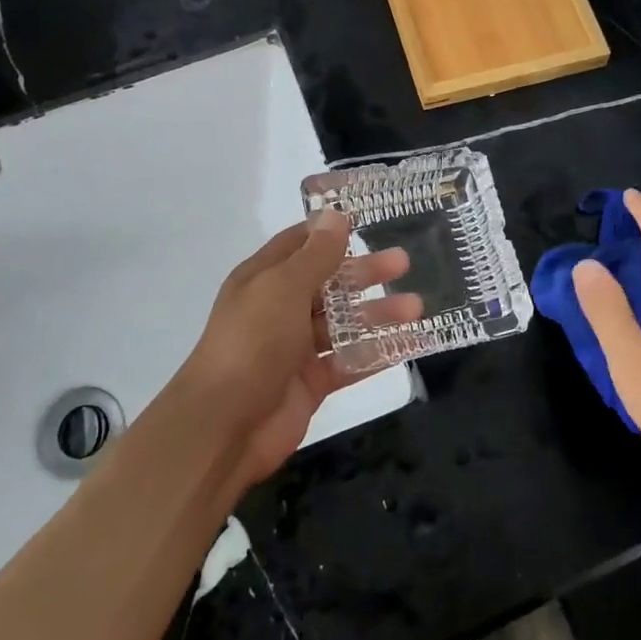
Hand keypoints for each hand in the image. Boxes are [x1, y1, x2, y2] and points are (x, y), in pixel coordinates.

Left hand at [175, 211, 419, 491]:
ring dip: (378, 313)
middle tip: (404, 263)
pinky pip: (350, 361)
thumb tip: (335, 214)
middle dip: (365, 272)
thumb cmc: (252, 342)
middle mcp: (280, 308)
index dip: (330, 231)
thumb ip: (315, 255)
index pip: (300, 244)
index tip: (367, 220)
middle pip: (329, 283)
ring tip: (416, 307)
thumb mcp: (284, 287)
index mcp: (265, 278)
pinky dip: (379, 352)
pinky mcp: (312, 382)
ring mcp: (296, 347)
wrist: (224, 425)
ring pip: (344, 323)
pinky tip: (411, 344)